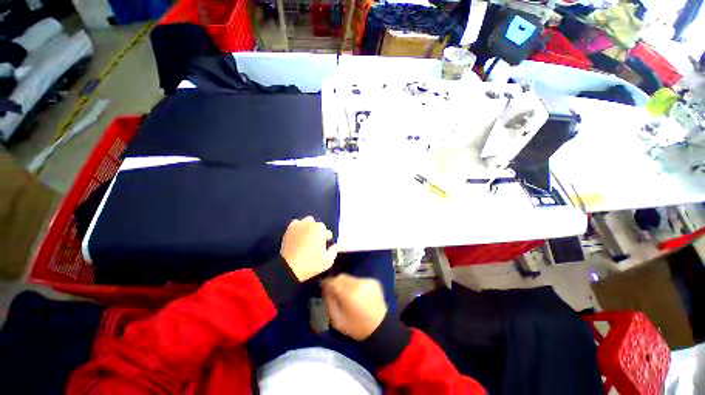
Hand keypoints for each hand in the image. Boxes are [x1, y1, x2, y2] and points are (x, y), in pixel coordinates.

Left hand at [281, 216, 337, 281]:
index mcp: (320, 229)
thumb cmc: (310, 264)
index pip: (327, 232)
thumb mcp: (328, 261)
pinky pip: (296, 224)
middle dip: (319, 232)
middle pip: (318, 225)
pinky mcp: (289, 230)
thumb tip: (335, 246)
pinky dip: (298, 227)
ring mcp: (298, 226)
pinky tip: (299, 236)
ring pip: (307, 221)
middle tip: (317, 243)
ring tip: (308, 238)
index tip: (325, 246)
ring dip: (309, 227)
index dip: (327, 240)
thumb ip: (334, 251)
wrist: (289, 268)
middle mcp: (309, 224)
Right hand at [322, 274, 387, 340]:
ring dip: (345, 283)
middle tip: (333, 290)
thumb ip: (329, 303)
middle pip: (341, 277)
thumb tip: (326, 291)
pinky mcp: (373, 281)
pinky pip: (359, 279)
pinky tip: (356, 293)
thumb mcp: (337, 320)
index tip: (323, 287)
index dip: (326, 283)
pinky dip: (355, 284)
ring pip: (350, 277)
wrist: (380, 327)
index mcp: (349, 293)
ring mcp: (367, 281)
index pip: (333, 281)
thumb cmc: (357, 327)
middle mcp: (358, 283)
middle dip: (336, 282)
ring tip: (346, 293)